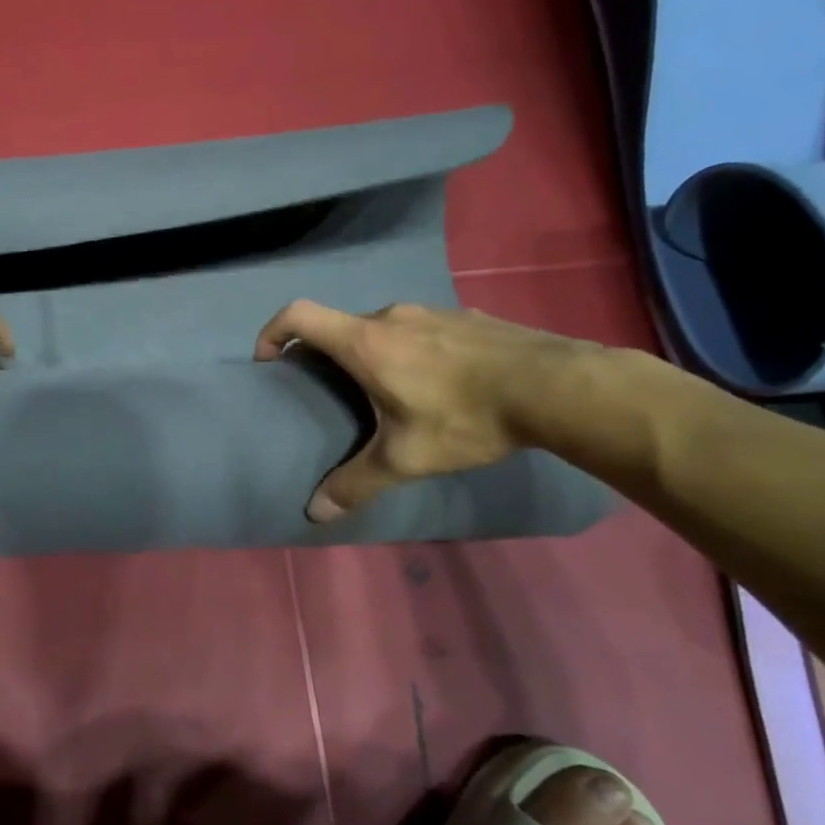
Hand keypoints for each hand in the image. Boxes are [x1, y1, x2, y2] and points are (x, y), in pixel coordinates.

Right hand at [253, 300, 593, 521]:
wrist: (555, 387)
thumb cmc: (465, 417)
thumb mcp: (405, 458)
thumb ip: (356, 482)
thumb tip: (314, 513)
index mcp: (365, 342)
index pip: (298, 315)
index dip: (272, 332)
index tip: (269, 361)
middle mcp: (391, 317)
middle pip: (339, 326)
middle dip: (324, 355)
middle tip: (329, 392)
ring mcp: (431, 311)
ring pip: (381, 328)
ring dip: (370, 353)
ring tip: (385, 392)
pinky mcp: (464, 316)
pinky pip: (419, 329)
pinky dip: (409, 350)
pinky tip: (436, 383)